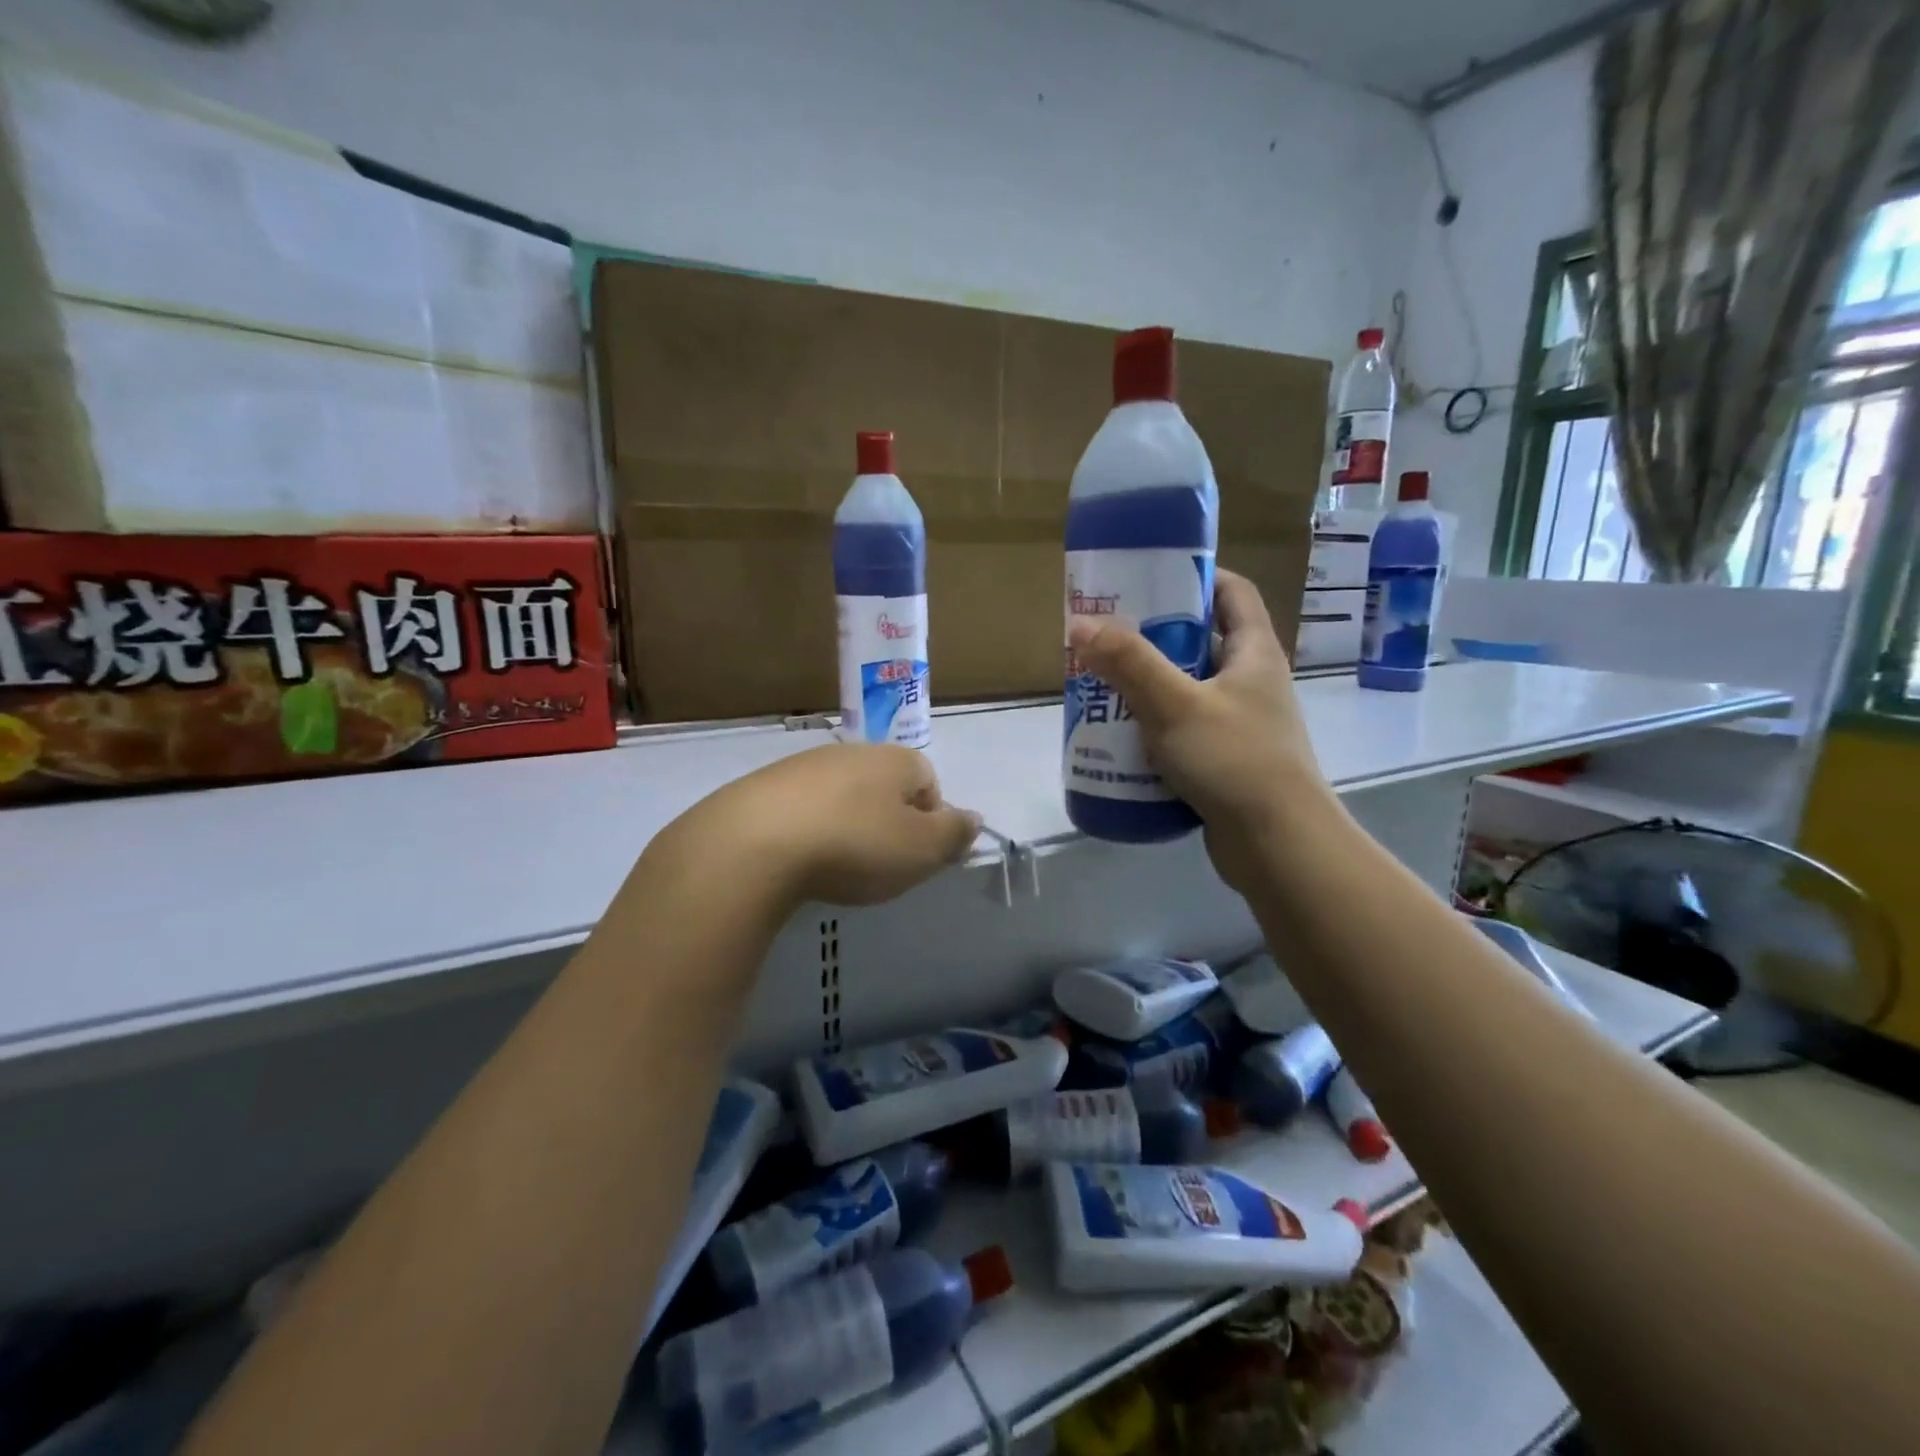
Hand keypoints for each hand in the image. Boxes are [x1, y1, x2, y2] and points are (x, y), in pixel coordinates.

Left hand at [692, 743, 981, 907]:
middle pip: (884, 788)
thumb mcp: (922, 849)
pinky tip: (798, 862)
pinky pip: (802, 809)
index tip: (917, 856)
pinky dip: (808, 832)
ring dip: (847, 827)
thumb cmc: (855, 845)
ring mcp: (803, 766)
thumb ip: (954, 834)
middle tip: (880, 865)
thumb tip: (973, 819)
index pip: (929, 781)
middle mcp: (851, 753)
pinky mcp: (763, 787)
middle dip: (888, 824)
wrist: (753, 844)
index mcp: (895, 760)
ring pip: (842, 797)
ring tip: (836, 867)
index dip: (930, 821)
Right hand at [1068, 570, 1335, 892]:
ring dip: (1148, 688)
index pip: (1232, 592)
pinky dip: (1155, 730)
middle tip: (1107, 640)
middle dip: (1153, 638)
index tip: (1149, 576)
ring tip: (1102, 689)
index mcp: (1254, 654)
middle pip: (1201, 642)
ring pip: (1188, 691)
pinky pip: (1184, 733)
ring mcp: (1241, 725)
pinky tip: (1121, 741)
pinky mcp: (1227, 763)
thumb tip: (1081, 624)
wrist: (1278, 846)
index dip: (1196, 576)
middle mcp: (1252, 683)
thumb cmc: (1234, 761)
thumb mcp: (1175, 704)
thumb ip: (1128, 663)